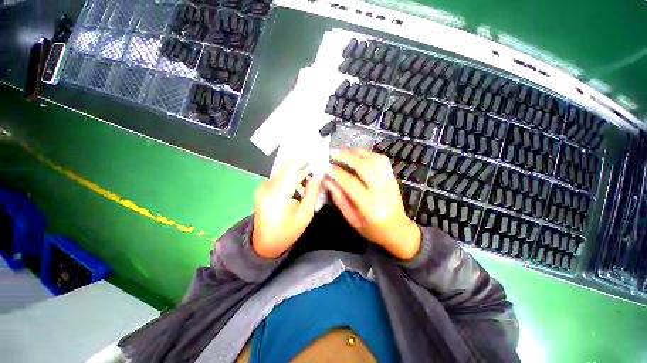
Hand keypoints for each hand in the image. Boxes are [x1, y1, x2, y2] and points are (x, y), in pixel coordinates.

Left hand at [252, 159, 321, 258]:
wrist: (264, 245)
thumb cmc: (287, 231)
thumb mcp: (305, 213)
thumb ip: (312, 191)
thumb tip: (317, 175)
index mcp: (277, 192)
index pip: (290, 167)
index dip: (302, 158)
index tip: (313, 154)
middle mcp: (267, 186)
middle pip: (286, 168)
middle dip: (301, 164)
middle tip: (315, 163)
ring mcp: (263, 188)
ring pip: (283, 172)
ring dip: (297, 171)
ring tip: (311, 172)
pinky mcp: (263, 190)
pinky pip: (279, 179)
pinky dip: (290, 178)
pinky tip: (300, 181)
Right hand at [324, 149, 420, 259]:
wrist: (398, 229)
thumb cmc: (373, 229)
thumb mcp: (352, 219)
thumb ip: (340, 199)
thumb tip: (328, 181)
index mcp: (369, 205)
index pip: (350, 183)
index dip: (337, 173)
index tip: (327, 167)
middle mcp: (381, 190)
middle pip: (364, 166)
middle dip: (346, 157)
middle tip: (333, 153)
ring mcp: (389, 182)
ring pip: (374, 159)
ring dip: (357, 153)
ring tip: (345, 152)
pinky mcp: (393, 177)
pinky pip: (382, 160)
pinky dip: (369, 154)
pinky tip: (359, 156)